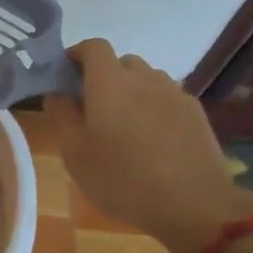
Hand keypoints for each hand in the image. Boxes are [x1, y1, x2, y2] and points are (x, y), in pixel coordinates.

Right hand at [46, 39, 252, 252]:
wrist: (194, 205)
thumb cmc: (123, 179)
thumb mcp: (75, 153)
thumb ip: (61, 115)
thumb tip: (57, 92)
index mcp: (109, 82)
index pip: (93, 47)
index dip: (77, 54)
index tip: (66, 75)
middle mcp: (143, 77)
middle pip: (120, 62)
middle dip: (103, 77)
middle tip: (93, 109)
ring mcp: (174, 93)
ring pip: (146, 79)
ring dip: (131, 91)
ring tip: (125, 126)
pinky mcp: (195, 112)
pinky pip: (167, 98)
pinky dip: (154, 107)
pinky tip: (153, 140)